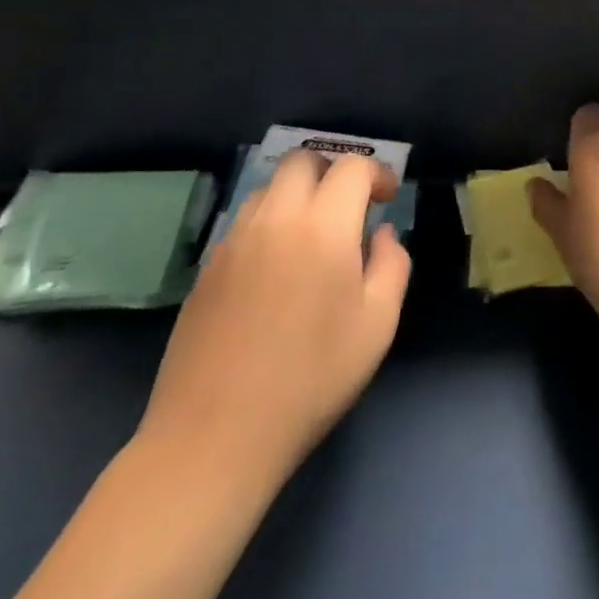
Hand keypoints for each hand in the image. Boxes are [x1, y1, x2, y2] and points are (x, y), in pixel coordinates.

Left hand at [136, 153, 410, 494]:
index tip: (387, 198)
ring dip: (297, 194)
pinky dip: (268, 223)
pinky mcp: (207, 268)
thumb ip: (392, 265)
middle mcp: (275, 219)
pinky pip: (243, 222)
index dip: (376, 173)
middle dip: (332, 171)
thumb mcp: (377, 325)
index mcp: (323, 227)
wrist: (213, 438)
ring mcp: (233, 242)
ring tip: (312, 234)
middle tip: (349, 206)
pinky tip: (277, 266)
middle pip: (302, 160)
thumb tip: (381, 235)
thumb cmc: (310, 379)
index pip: (352, 168)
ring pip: (268, 188)